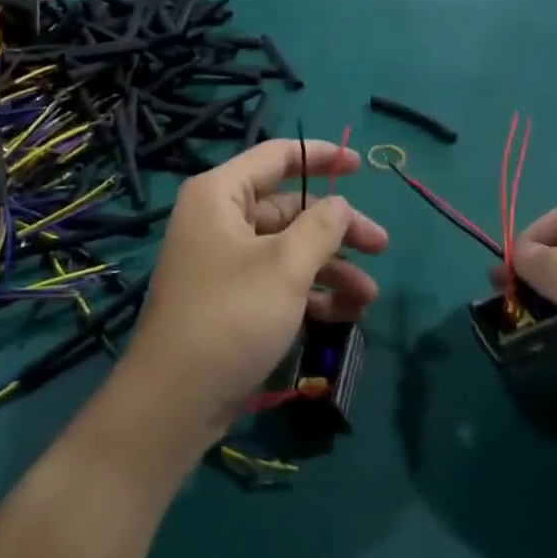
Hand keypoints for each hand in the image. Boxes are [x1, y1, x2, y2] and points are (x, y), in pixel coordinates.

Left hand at [120, 139, 385, 444]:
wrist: (175, 401)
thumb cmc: (231, 316)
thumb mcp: (285, 266)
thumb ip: (321, 227)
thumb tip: (340, 205)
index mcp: (221, 194)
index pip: (277, 156)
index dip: (321, 156)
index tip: (361, 166)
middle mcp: (220, 219)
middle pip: (290, 208)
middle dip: (337, 229)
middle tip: (381, 246)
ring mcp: (224, 260)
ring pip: (288, 248)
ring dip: (330, 267)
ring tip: (367, 296)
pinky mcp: (231, 297)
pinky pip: (277, 280)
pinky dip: (310, 292)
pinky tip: (345, 315)